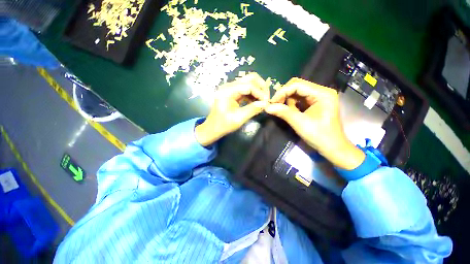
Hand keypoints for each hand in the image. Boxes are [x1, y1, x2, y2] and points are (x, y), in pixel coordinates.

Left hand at [195, 73, 269, 145]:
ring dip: (258, 90)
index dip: (260, 93)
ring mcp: (230, 88)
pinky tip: (256, 102)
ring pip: (249, 83)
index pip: (249, 85)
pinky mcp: (232, 93)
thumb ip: (252, 110)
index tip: (267, 102)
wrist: (213, 128)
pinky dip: (253, 94)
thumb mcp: (238, 119)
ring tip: (263, 101)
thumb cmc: (223, 125)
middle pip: (250, 79)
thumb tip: (265, 104)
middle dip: (261, 87)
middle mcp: (229, 86)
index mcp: (228, 91)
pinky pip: (246, 89)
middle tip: (267, 98)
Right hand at [265, 78, 364, 169]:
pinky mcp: (314, 104)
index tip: (272, 102)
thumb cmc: (319, 135)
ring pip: (296, 93)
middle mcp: (320, 92)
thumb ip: (283, 112)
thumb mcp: (300, 123)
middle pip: (297, 86)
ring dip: (286, 101)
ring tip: (283, 111)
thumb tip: (266, 107)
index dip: (282, 91)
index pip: (297, 85)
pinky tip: (289, 112)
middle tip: (274, 106)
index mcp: (322, 93)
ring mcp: (317, 97)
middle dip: (283, 95)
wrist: (332, 148)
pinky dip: (291, 105)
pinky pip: (298, 100)